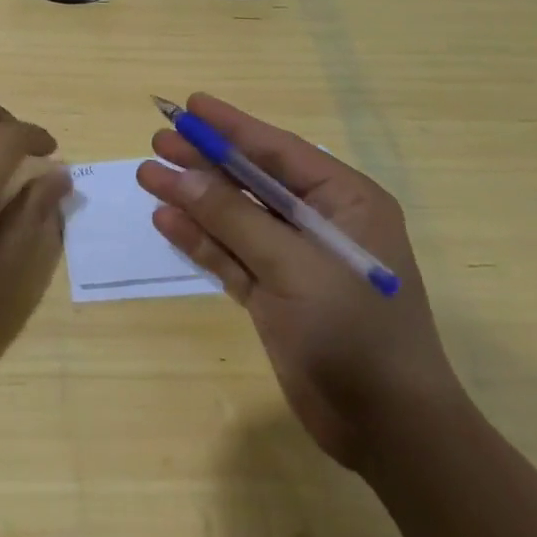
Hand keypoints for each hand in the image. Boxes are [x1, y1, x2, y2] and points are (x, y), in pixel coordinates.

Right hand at [137, 94, 463, 468]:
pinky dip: (201, 239)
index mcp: (345, 201)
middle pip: (251, 180)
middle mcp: (321, 223)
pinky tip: (166, 220)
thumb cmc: (354, 332)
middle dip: (205, 161)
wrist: (389, 431)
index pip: (278, 151)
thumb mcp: (294, 265)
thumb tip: (181, 177)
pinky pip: (232, 255)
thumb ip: (234, 218)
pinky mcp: (276, 295)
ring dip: (194, 199)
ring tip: (148, 176)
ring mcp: (296, 261)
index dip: (231, 126)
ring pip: (235, 217)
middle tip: (158, 140)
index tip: (190, 105)